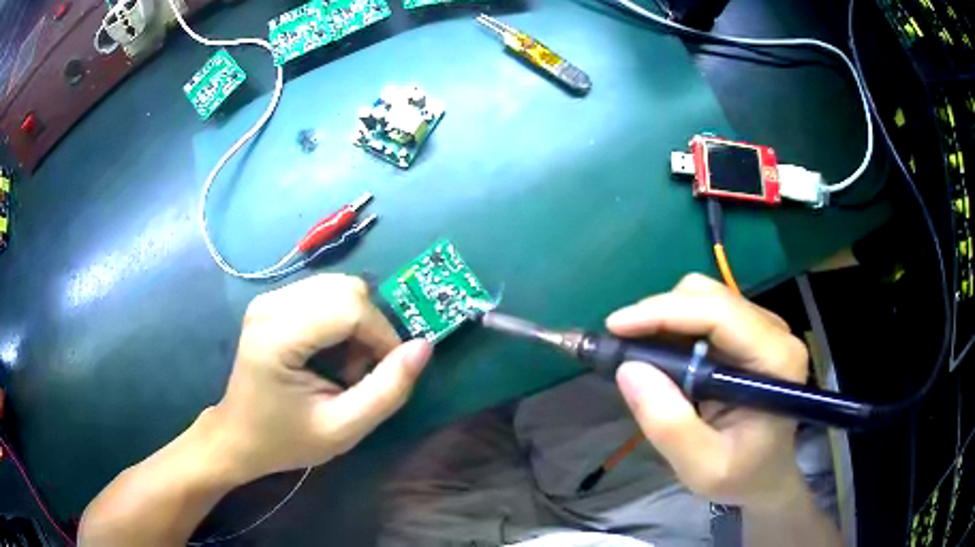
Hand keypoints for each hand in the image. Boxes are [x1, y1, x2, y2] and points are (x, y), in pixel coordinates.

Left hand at [208, 274, 431, 483]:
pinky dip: (342, 318)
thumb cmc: (286, 439)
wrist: (239, 436)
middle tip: (362, 370)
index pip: (350, 308)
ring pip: (339, 286)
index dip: (383, 336)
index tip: (387, 371)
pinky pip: (325, 292)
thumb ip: (387, 391)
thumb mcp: (343, 429)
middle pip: (347, 289)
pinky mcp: (273, 300)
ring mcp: (269, 298)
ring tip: (346, 363)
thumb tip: (424, 347)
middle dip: (370, 328)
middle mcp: (270, 304)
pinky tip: (331, 350)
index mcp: (277, 336)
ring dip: (357, 322)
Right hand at [607, 274, 808, 510]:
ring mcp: (764, 329)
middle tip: (623, 347)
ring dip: (666, 319)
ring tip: (642, 355)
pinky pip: (707, 312)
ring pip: (706, 297)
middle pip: (711, 296)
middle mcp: (775, 333)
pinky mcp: (750, 333)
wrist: (766, 476)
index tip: (616, 326)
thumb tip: (629, 370)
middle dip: (660, 314)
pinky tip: (663, 356)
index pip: (720, 314)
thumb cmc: (741, 476)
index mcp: (776, 361)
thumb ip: (669, 425)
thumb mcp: (702, 467)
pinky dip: (675, 327)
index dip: (665, 312)